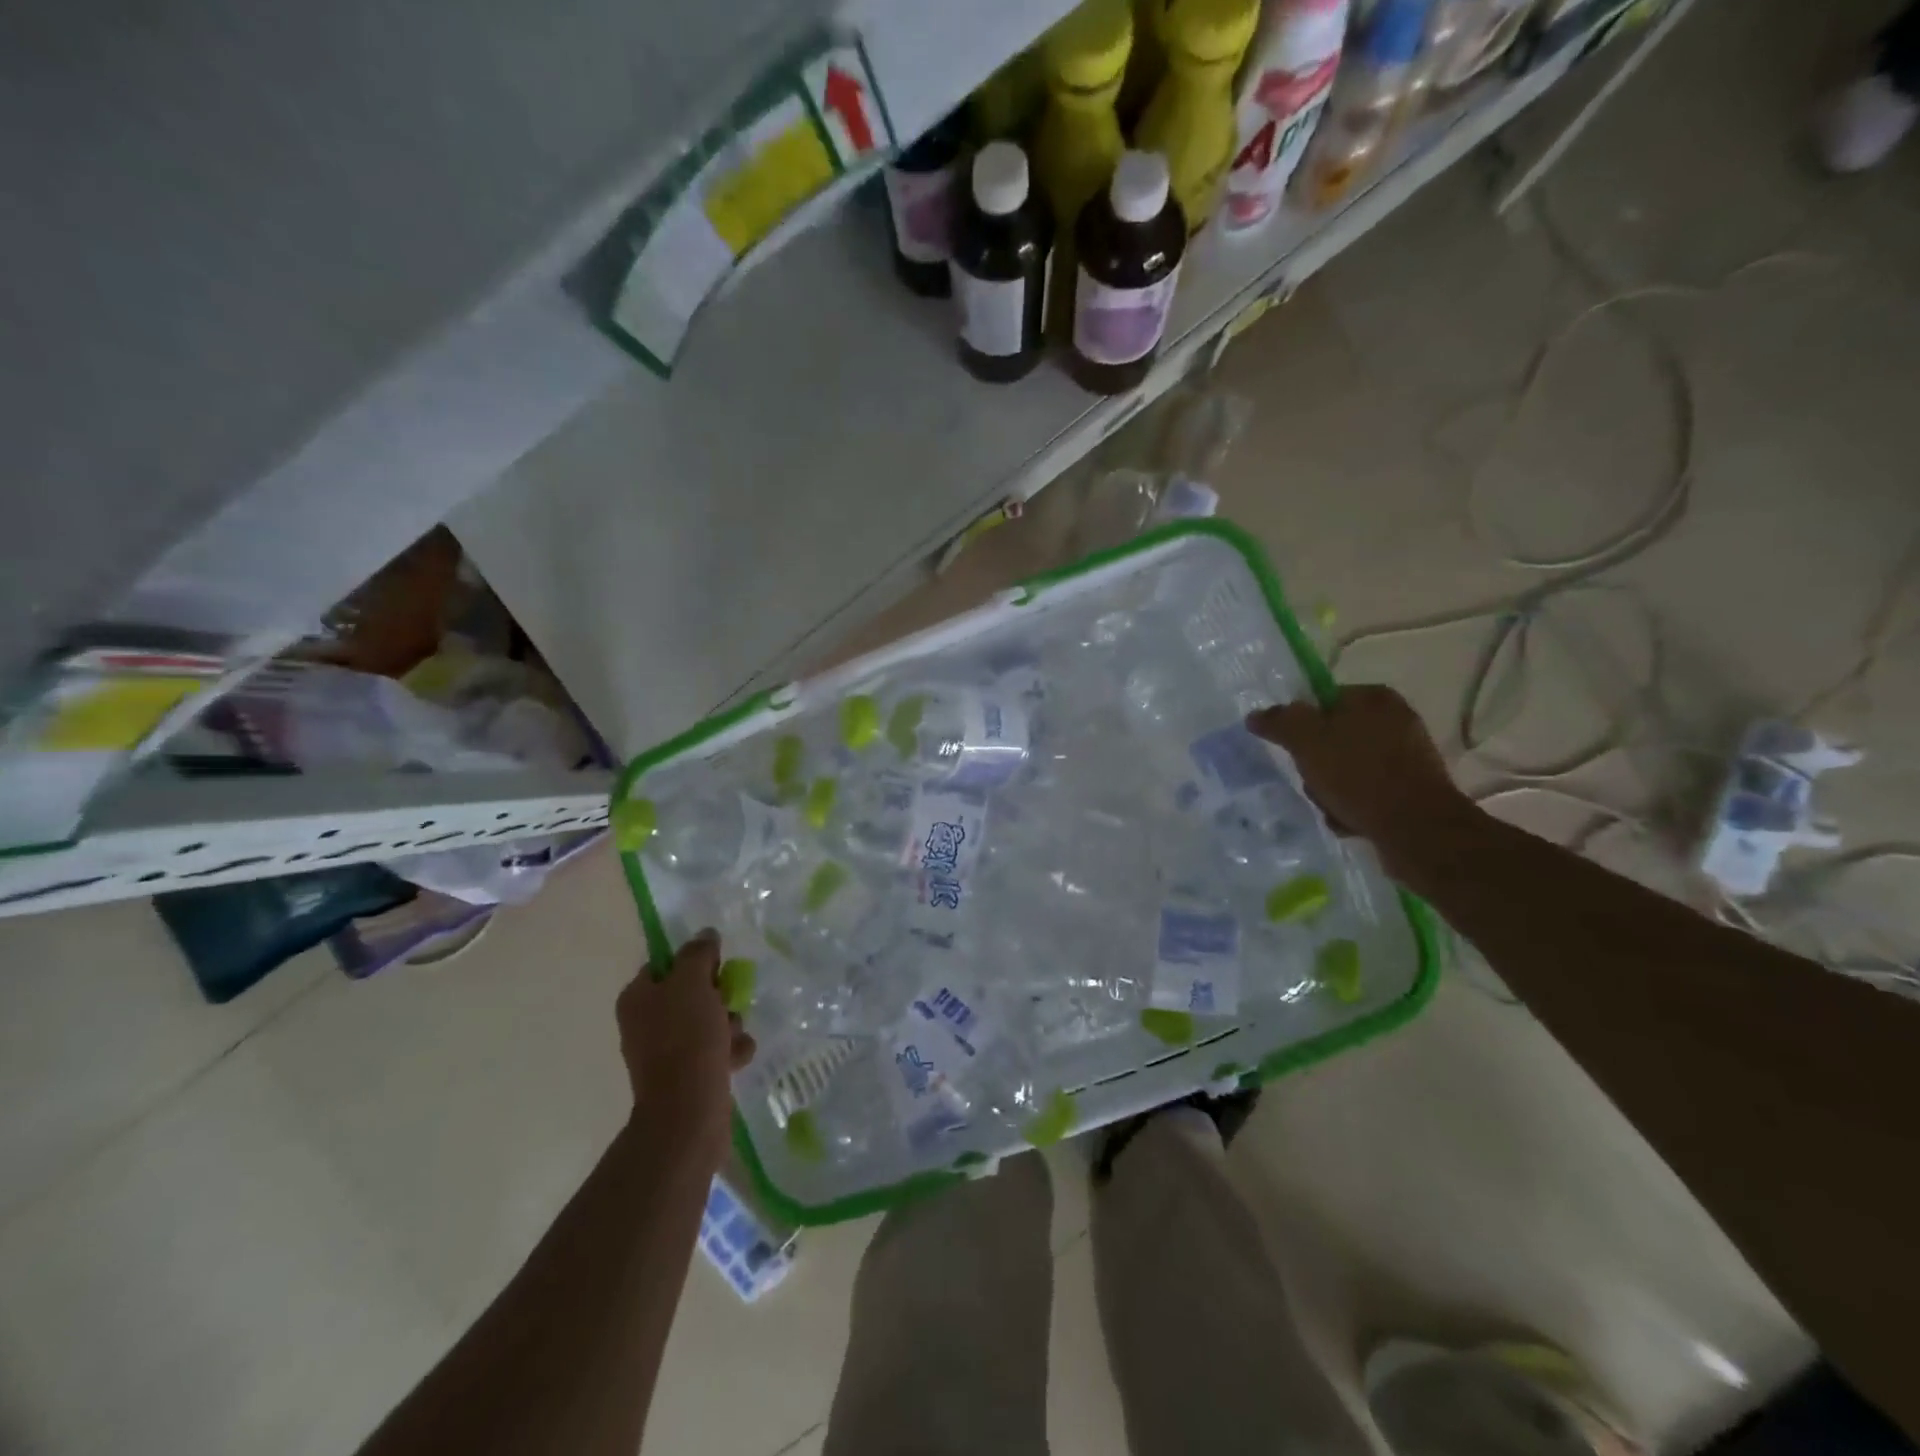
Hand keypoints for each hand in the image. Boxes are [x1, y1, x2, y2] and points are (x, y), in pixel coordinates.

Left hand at [616, 929, 755, 1156]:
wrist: (688, 1112)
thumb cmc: (686, 1039)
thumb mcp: (693, 983)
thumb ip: (698, 954)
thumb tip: (705, 935)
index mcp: (637, 998)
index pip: (666, 964)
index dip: (695, 961)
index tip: (718, 966)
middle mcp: (646, 1023)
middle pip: (691, 992)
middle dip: (719, 996)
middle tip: (729, 1001)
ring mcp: (666, 1052)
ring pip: (708, 1021)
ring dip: (729, 1024)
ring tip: (734, 1036)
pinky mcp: (687, 1076)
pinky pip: (715, 1050)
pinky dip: (730, 1050)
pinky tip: (738, 1058)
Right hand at [1246, 686, 1472, 866]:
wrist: (1416, 828)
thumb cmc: (1359, 774)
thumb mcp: (1307, 741)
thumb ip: (1279, 722)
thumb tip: (1255, 715)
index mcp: (1374, 698)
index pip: (1322, 701)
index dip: (1301, 725)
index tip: (1293, 748)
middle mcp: (1396, 720)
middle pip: (1332, 738)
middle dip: (1315, 764)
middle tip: (1313, 781)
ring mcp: (1407, 756)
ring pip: (1347, 768)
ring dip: (1331, 790)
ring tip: (1333, 806)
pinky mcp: (1413, 788)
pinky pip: (1367, 791)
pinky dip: (1354, 806)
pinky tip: (1351, 820)